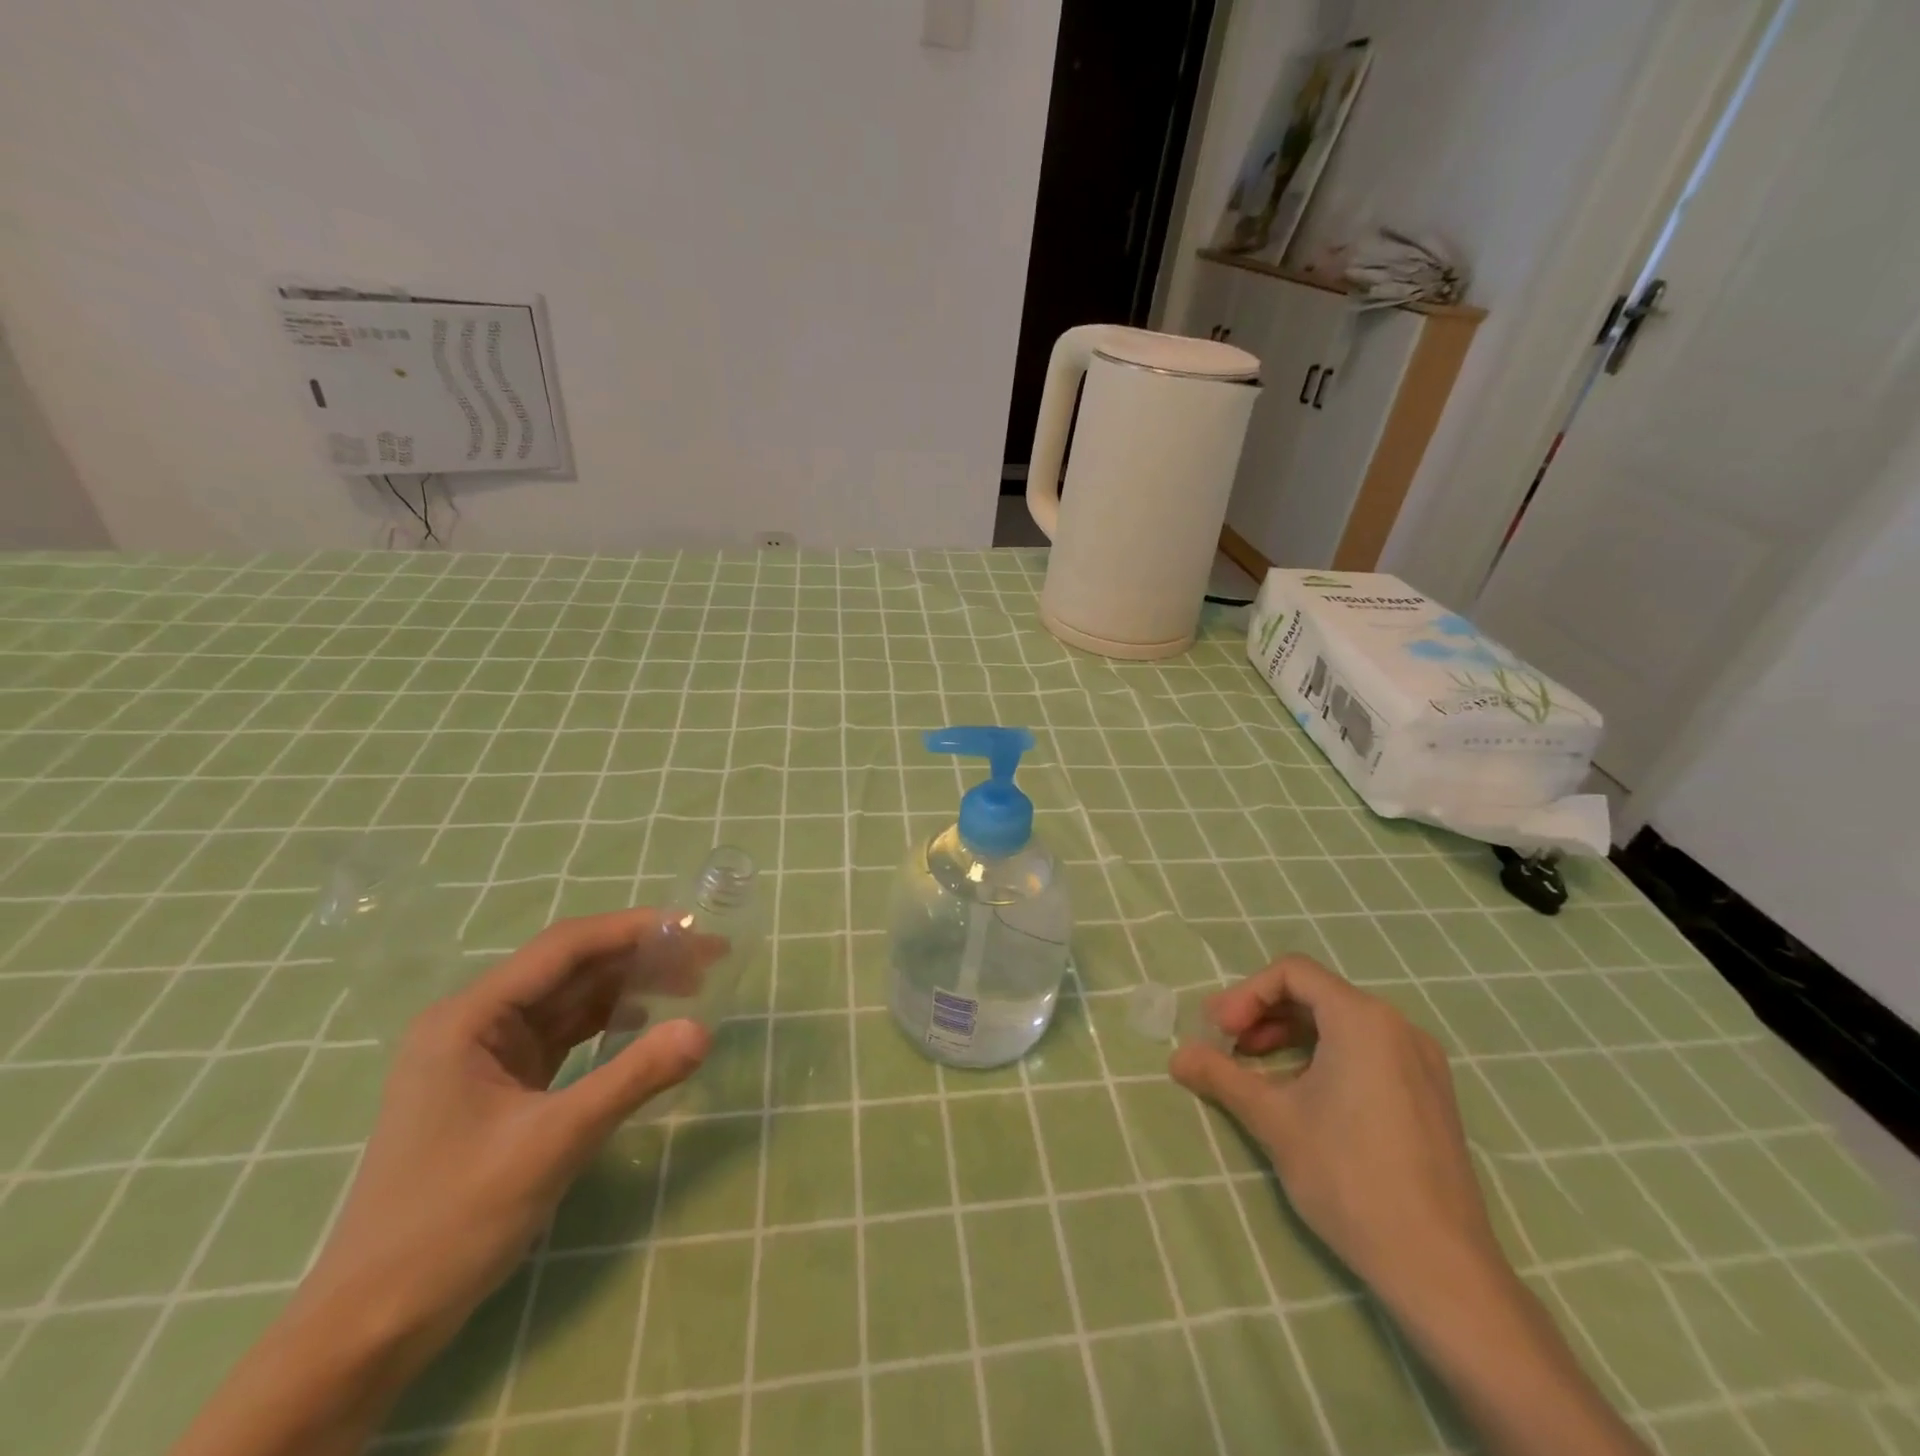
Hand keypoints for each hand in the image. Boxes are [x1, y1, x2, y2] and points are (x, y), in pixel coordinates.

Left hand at [307, 908, 715, 1354]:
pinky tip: (644, 1025)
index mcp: (469, 1018)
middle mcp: (475, 1022)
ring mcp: (487, 1056)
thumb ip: (632, 1078)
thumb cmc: (451, 1221)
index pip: (563, 948)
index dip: (631, 930)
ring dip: (628, 989)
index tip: (691, 928)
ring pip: (571, 1001)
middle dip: (638, 959)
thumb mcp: (552, 1143)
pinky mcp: (502, 1087)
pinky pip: (565, 1036)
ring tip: (690, 986)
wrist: (372, 1325)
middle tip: (706, 959)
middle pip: (571, 969)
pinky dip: (608, 1025)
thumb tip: (703, 1031)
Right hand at [1170, 953, 1496, 1299]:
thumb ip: (1221, 1076)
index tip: (1219, 1032)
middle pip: (1316, 995)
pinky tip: (1303, 1095)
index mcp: (1362, 1019)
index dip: (1245, 994)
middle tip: (1227, 1046)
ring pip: (1342, 1024)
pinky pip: (1369, 1051)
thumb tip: (1176, 1057)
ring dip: (1290, 1036)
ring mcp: (1422, 1062)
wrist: (1440, 1267)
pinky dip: (1326, 1056)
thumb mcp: (1272, 1119)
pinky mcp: (1432, 1096)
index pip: (1292, 973)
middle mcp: (1398, 1027)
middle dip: (1263, 1014)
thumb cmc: (1348, 1176)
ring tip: (1256, 1070)